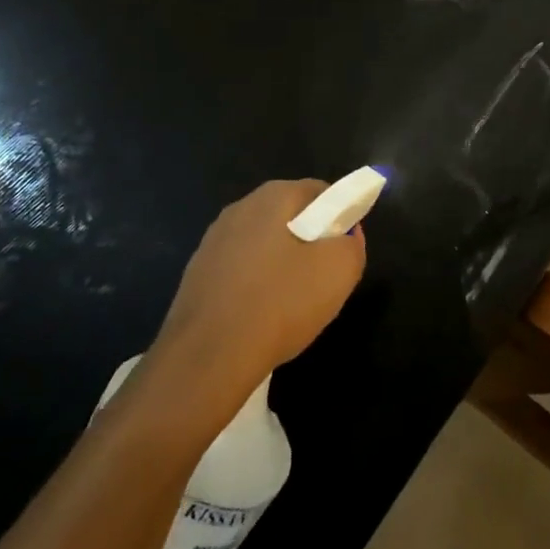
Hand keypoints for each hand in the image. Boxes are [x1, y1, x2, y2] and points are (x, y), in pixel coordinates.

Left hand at [152, 180, 366, 411]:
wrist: (208, 356)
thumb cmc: (280, 302)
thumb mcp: (340, 271)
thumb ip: (352, 243)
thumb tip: (344, 235)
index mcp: (273, 197)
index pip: (321, 192)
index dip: (340, 218)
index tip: (343, 251)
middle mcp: (240, 208)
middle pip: (290, 217)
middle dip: (310, 242)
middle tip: (323, 279)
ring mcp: (213, 241)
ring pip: (264, 245)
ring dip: (281, 266)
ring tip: (291, 304)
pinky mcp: (197, 273)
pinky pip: (240, 271)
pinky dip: (255, 286)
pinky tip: (260, 317)